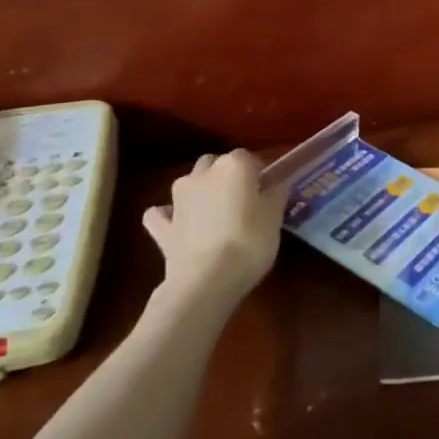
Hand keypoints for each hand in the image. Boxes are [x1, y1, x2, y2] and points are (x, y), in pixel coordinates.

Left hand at [143, 150, 286, 303]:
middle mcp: (203, 173)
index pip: (249, 157)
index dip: (258, 174)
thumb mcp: (275, 217)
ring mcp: (177, 199)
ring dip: (199, 192)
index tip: (267, 192)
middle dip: (226, 176)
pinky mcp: (162, 226)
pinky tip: (178, 227)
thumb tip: (274, 185)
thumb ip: (275, 194)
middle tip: (241, 201)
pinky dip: (169, 217)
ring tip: (213, 214)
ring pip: (189, 183)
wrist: (206, 281)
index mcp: (234, 166)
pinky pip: (162, 214)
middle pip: (215, 164)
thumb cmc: (250, 242)